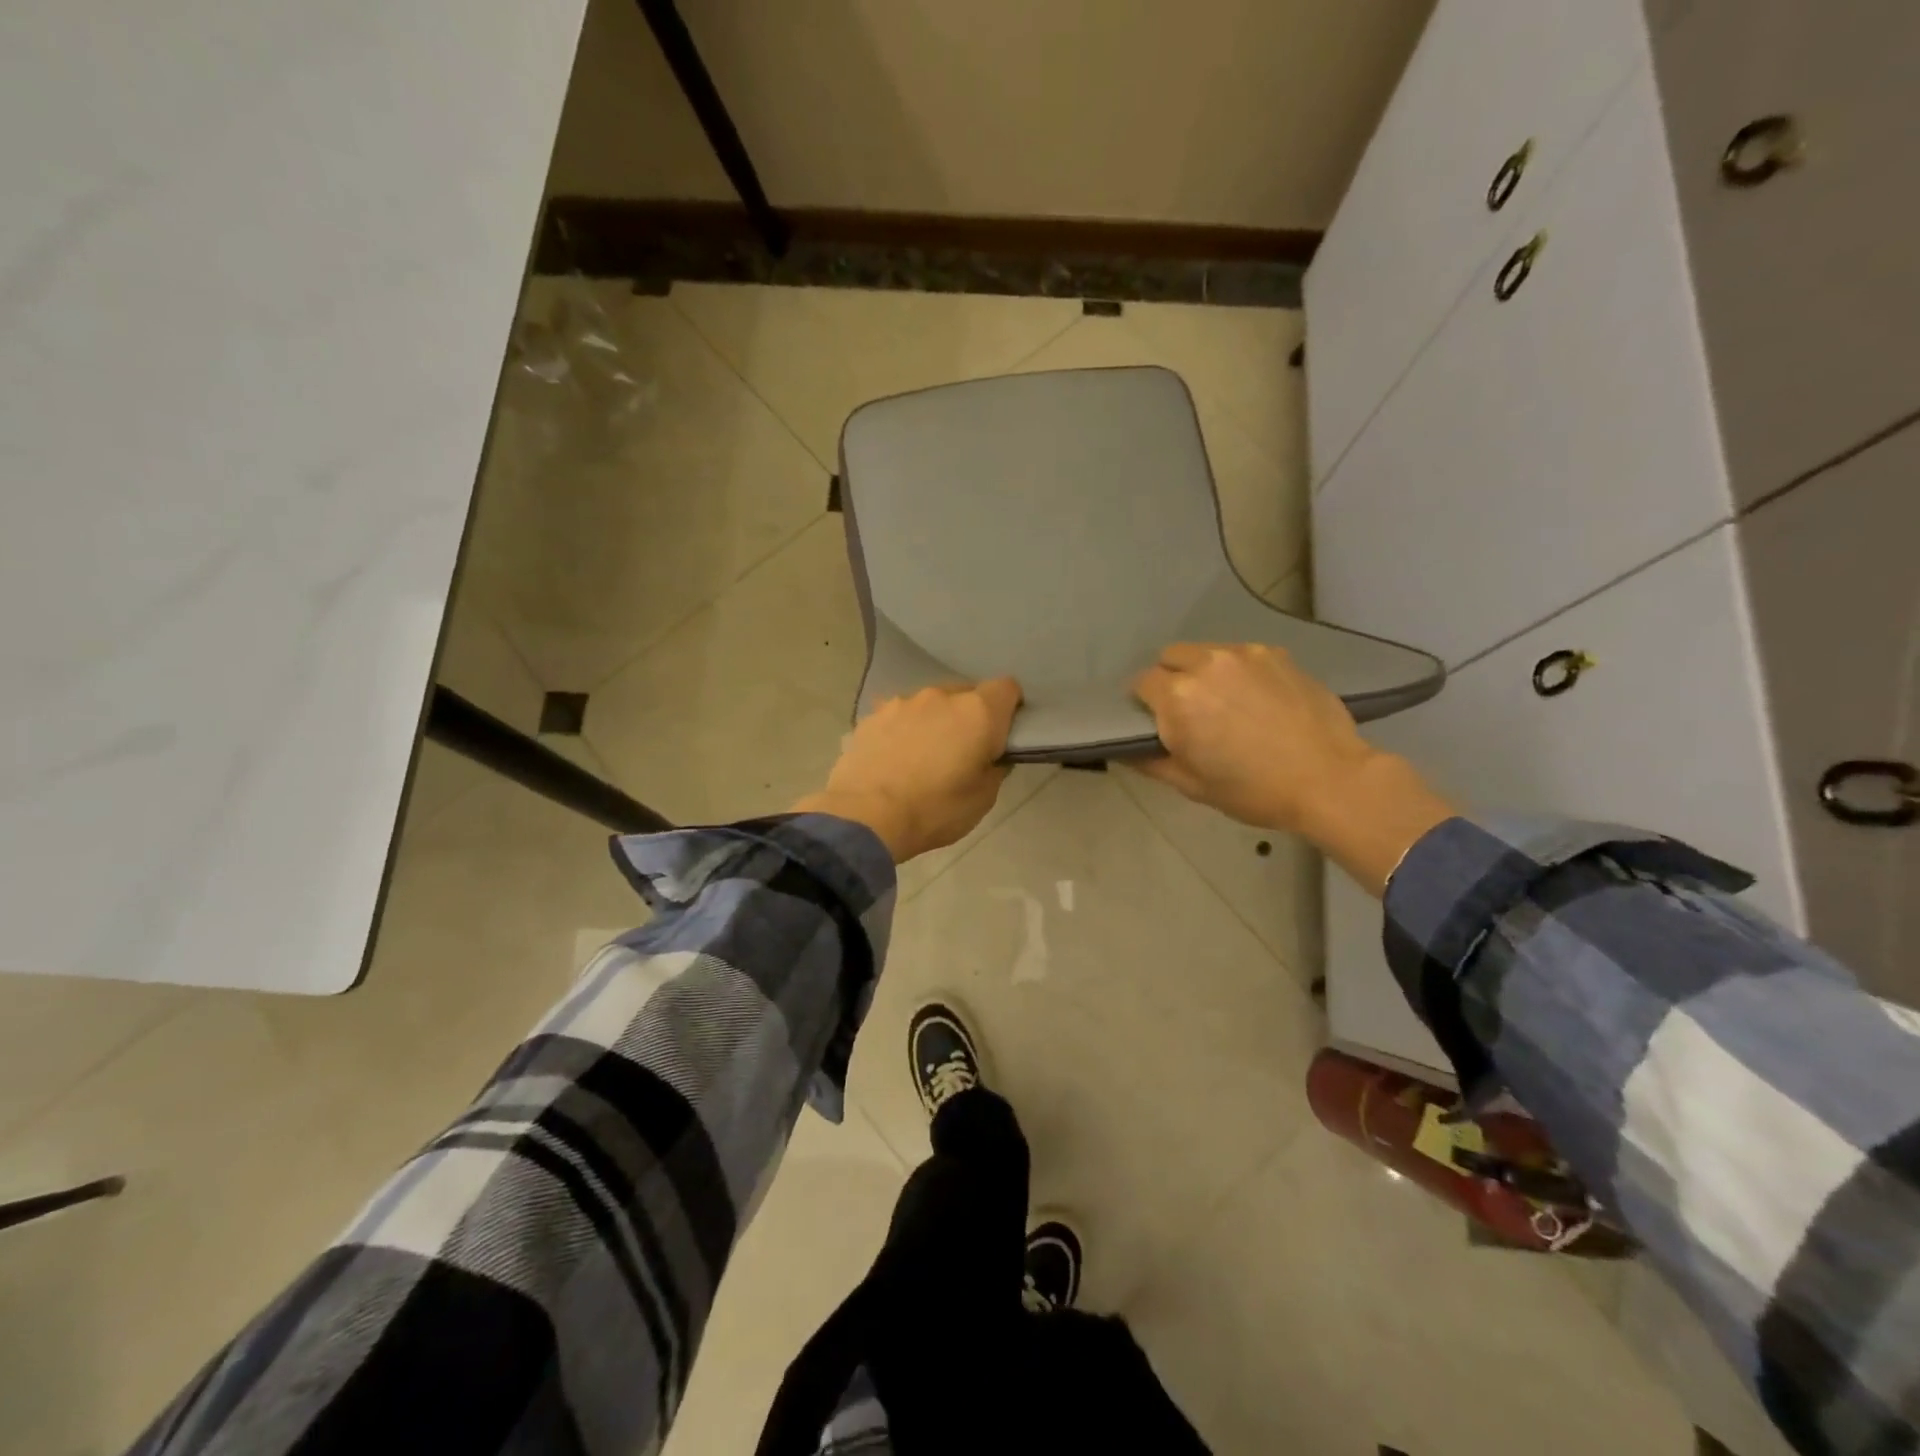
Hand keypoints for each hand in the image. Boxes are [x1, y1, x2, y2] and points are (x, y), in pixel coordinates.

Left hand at [793, 679, 1022, 861]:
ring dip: (933, 721)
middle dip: (969, 716)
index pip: (1007, 688)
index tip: (1003, 733)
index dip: (1009, 708)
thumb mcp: (983, 798)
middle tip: (962, 751)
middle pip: (966, 694)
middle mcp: (941, 696)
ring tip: (922, 756)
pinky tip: (894, 759)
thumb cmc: (935, 809)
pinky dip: (903, 730)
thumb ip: (994, 767)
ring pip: (929, 704)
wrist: (866, 816)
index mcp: (977, 712)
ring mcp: (902, 702)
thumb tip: (991, 756)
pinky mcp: (872, 715)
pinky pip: (899, 716)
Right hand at [1131, 643, 1454, 893]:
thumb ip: (1150, 762)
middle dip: (1171, 679)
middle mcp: (1206, 664)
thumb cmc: (1253, 790)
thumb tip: (1123, 750)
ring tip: (1225, 701)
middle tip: (1189, 710)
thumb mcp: (1192, 786)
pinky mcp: (1276, 654)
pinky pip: (1241, 655)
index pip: (1141, 683)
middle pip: (1170, 657)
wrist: (1329, 780)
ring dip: (1203, 671)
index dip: (1145, 703)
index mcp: (1178, 698)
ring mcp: (1244, 654)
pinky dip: (1237, 671)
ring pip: (1206, 652)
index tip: (1158, 721)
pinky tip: (1256, 698)